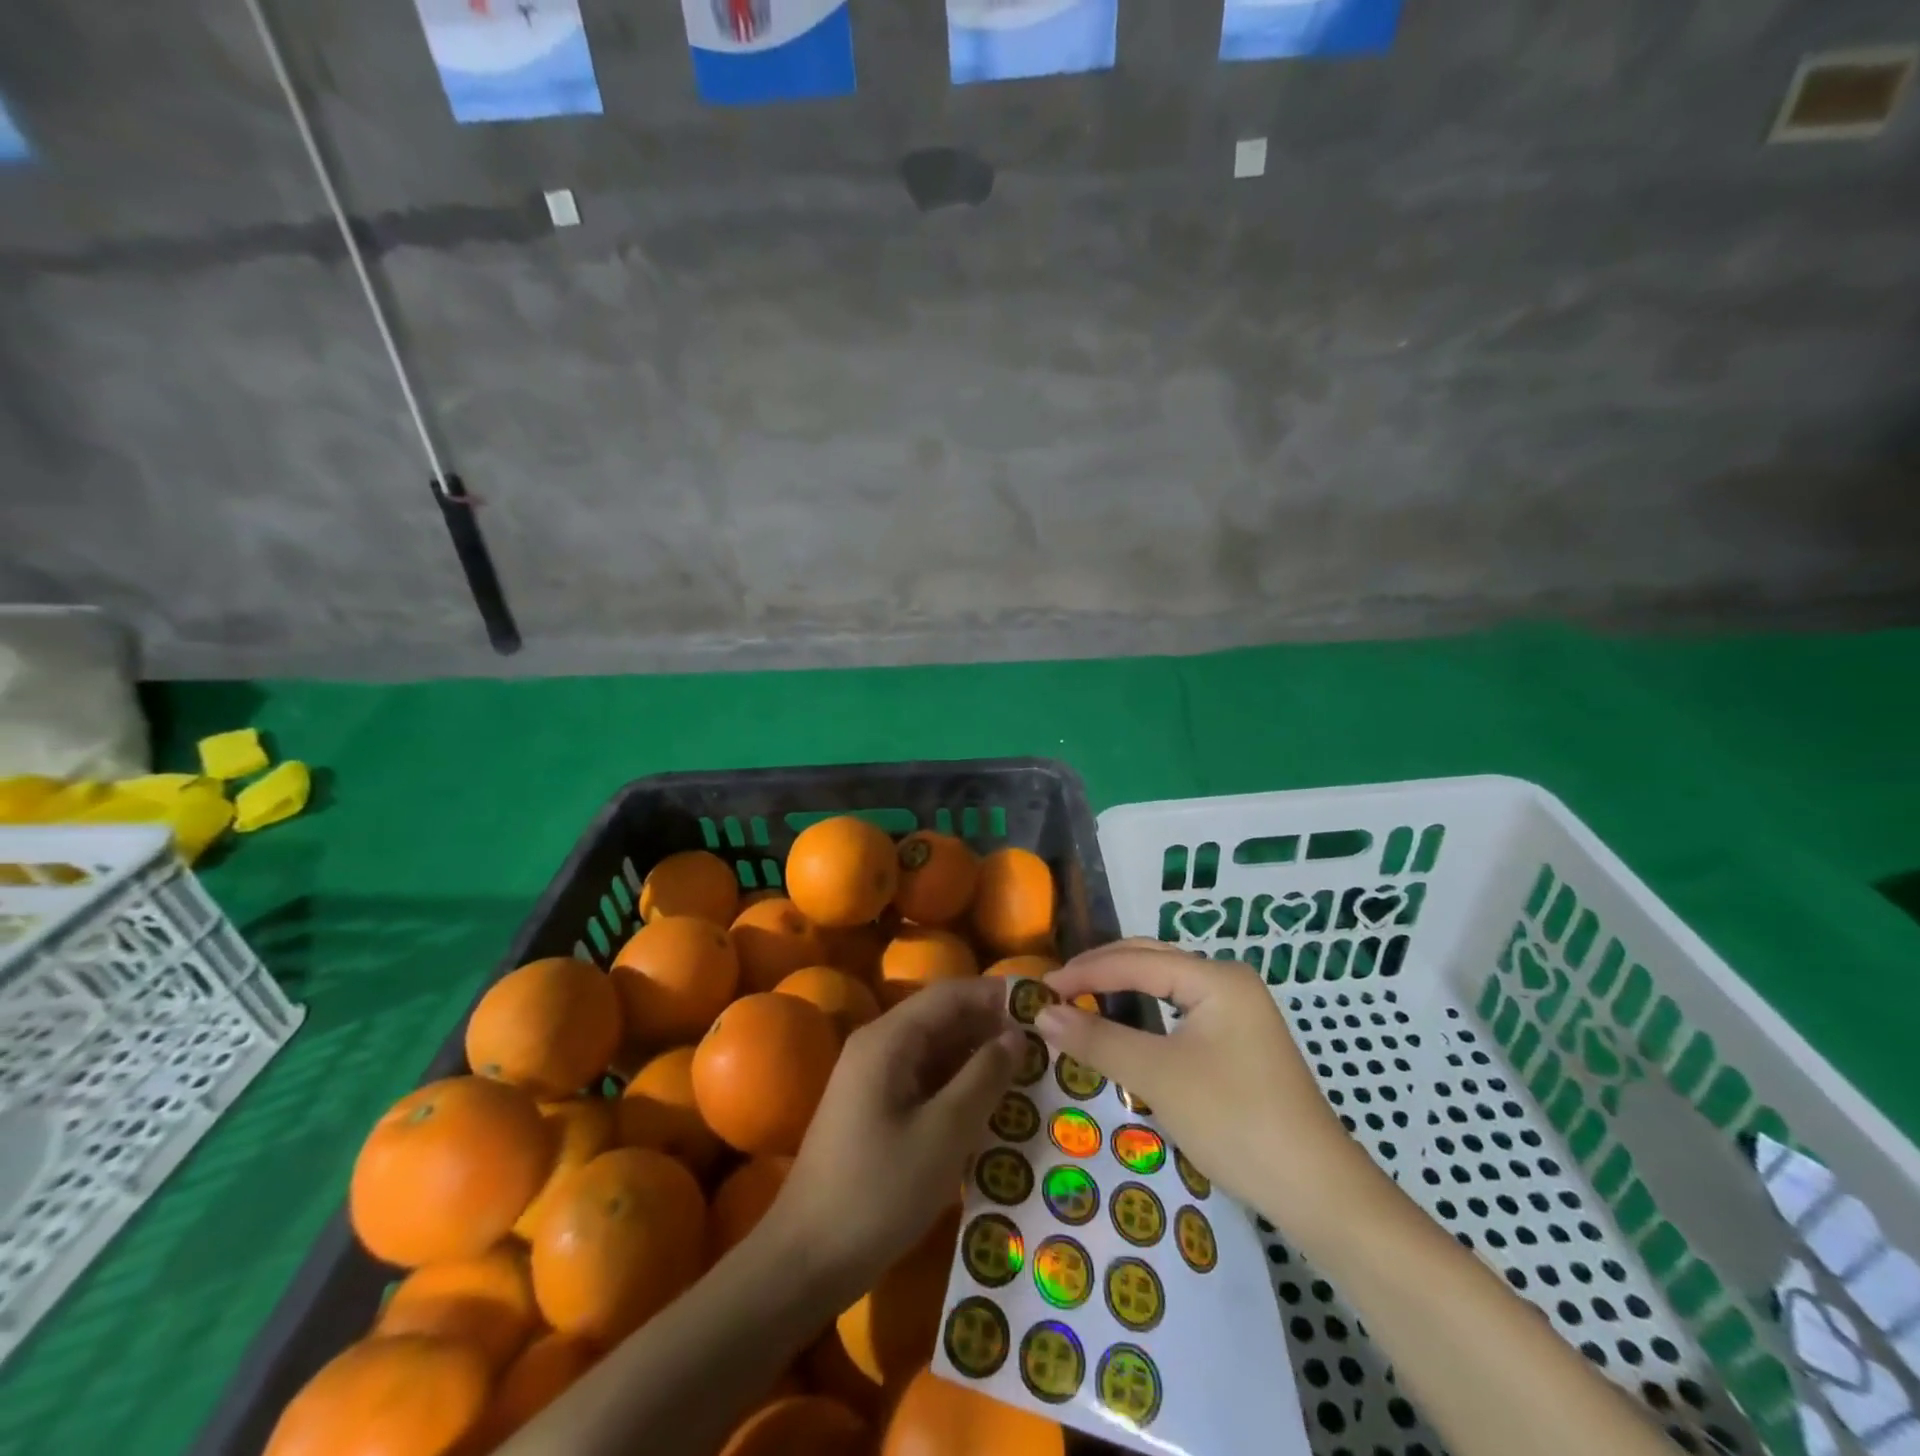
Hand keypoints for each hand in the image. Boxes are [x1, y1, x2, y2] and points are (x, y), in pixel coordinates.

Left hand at [769, 976, 1023, 1297]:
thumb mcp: (944, 1134)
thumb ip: (984, 1077)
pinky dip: (958, 1083)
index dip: (996, 995)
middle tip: (1045, 1045)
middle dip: (991, 1026)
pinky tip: (991, 1104)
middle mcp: (878, 1045)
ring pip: (935, 1049)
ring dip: (977, 1056)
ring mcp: (873, 1077)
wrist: (805, 1260)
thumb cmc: (879, 1191)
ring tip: (1029, 1072)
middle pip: (942, 1017)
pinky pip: (924, 1078)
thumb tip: (1016, 1035)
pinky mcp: (874, 1107)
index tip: (1043, 1008)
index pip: (950, 994)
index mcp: (888, 1039)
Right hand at [1040, 940, 1373, 1232]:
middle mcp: (1228, 981)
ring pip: (1165, 985)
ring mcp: (1238, 1011)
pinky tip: (1124, 1026)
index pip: (1135, 961)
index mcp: (1216, 977)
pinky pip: (1179, 1010)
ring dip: (1121, 990)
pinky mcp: (1239, 1041)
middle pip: (1151, 961)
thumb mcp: (1157, 1077)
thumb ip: (1097, 1039)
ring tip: (1079, 1001)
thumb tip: (1040, 1013)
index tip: (1040, 989)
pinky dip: (1144, 1014)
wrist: (1317, 1191)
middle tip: (1055, 991)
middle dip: (1100, 972)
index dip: (1084, 973)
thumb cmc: (1234, 1121)